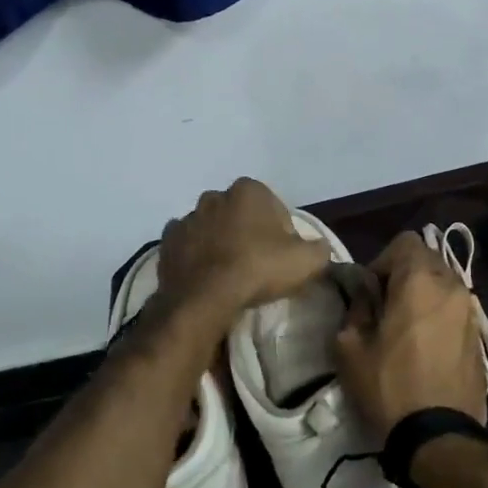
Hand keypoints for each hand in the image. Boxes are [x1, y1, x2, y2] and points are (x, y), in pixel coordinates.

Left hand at [156, 178, 331, 314]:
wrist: (205, 298)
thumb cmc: (258, 269)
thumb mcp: (308, 261)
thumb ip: (319, 248)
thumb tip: (318, 248)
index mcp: (249, 189)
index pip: (274, 209)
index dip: (281, 234)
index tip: (282, 258)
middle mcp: (215, 195)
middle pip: (240, 215)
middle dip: (248, 233)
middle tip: (257, 265)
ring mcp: (187, 217)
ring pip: (212, 228)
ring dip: (220, 243)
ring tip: (230, 274)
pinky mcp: (167, 241)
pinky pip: (188, 245)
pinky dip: (196, 256)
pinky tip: (206, 276)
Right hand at [334, 232, 486, 440]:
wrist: (440, 436)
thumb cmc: (389, 386)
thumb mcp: (350, 347)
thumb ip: (356, 307)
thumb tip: (365, 294)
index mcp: (420, 281)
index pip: (405, 241)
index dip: (383, 259)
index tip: (371, 290)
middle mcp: (453, 286)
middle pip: (428, 260)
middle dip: (404, 275)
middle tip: (385, 308)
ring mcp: (472, 312)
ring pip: (444, 285)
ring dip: (424, 296)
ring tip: (406, 329)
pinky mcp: (481, 337)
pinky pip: (456, 310)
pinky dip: (439, 316)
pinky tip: (426, 348)